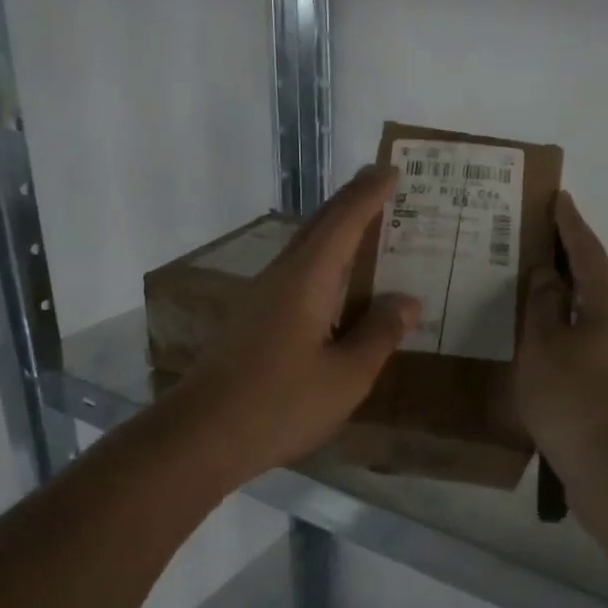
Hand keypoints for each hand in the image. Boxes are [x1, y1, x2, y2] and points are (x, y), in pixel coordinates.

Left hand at [167, 166, 419, 485]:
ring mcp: (261, 300)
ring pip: (305, 252)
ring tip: (369, 233)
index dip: (369, 195)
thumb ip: (379, 334)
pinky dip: (325, 268)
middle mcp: (280, 278)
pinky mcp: (252, 323)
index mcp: (306, 279)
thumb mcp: (346, 376)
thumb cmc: (280, 404)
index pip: (343, 221)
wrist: (200, 437)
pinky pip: (298, 277)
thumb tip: (406, 301)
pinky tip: (337, 290)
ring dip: (336, 235)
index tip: (391, 170)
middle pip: (319, 227)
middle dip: (352, 204)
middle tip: (382, 188)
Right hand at [516, 192, 607, 481]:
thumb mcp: (543, 346)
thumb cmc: (575, 399)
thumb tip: (549, 273)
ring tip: (530, 305)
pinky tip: (546, 352)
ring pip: (594, 320)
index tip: (559, 198)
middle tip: (530, 255)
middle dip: (565, 269)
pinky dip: (571, 341)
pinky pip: (594, 349)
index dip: (569, 224)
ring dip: (566, 309)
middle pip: (594, 285)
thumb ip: (541, 304)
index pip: (588, 251)